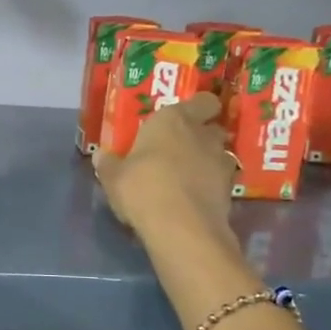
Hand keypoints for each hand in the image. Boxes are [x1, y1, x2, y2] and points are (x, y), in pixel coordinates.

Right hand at [94, 92, 234, 239]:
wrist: (181, 228)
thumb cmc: (142, 188)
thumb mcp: (113, 177)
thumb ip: (109, 164)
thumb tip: (100, 156)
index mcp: (174, 120)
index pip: (202, 101)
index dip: (198, 108)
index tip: (186, 118)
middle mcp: (202, 135)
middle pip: (212, 128)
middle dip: (201, 136)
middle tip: (180, 149)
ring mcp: (221, 163)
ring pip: (219, 155)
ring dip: (208, 162)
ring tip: (188, 177)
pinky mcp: (229, 191)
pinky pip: (221, 182)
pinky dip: (211, 187)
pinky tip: (194, 199)